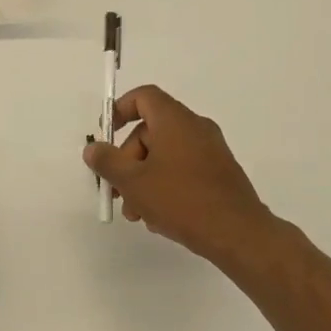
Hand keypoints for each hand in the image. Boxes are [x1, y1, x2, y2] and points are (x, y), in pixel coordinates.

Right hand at [83, 85, 277, 270]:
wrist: (238, 234)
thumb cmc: (181, 200)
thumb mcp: (134, 182)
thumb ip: (108, 162)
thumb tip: (93, 148)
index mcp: (175, 120)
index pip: (144, 97)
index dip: (120, 110)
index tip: (105, 135)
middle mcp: (195, 128)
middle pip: (150, 132)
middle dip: (127, 161)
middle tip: (117, 191)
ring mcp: (211, 151)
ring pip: (165, 155)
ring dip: (144, 180)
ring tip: (136, 213)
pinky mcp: (219, 173)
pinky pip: (183, 170)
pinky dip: (165, 186)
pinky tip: (159, 218)